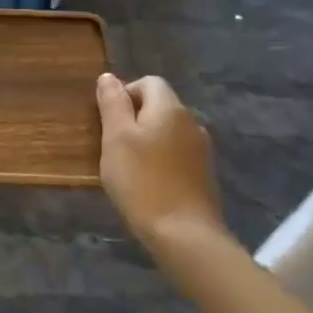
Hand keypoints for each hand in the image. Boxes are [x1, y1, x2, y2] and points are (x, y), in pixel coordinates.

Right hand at [95, 73, 220, 244]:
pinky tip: (149, 182)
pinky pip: (177, 153)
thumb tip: (109, 77)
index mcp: (170, 108)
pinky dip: (161, 159)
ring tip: (129, 166)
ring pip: (168, 131)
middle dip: (134, 118)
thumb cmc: (142, 181)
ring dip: (148, 140)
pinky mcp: (204, 174)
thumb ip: (112, 103)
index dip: (125, 94)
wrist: (184, 234)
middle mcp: (191, 122)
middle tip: (114, 145)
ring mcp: (202, 149)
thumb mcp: (116, 138)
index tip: (109, 121)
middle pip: (159, 105)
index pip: (148, 82)